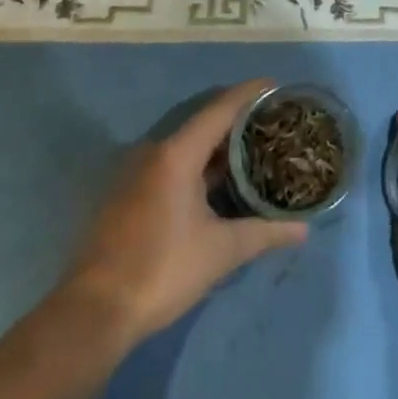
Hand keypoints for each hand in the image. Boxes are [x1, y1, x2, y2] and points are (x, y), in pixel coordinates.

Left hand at [58, 80, 306, 345]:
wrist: (93, 312)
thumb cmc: (162, 270)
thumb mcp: (221, 251)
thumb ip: (265, 233)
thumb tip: (304, 229)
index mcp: (177, 154)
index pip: (220, 109)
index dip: (250, 93)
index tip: (276, 85)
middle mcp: (154, 152)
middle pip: (204, 122)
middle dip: (238, 120)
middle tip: (272, 123)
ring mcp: (136, 172)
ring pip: (186, 145)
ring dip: (217, 145)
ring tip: (252, 149)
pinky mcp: (127, 193)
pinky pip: (171, 163)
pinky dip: (197, 163)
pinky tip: (217, 181)